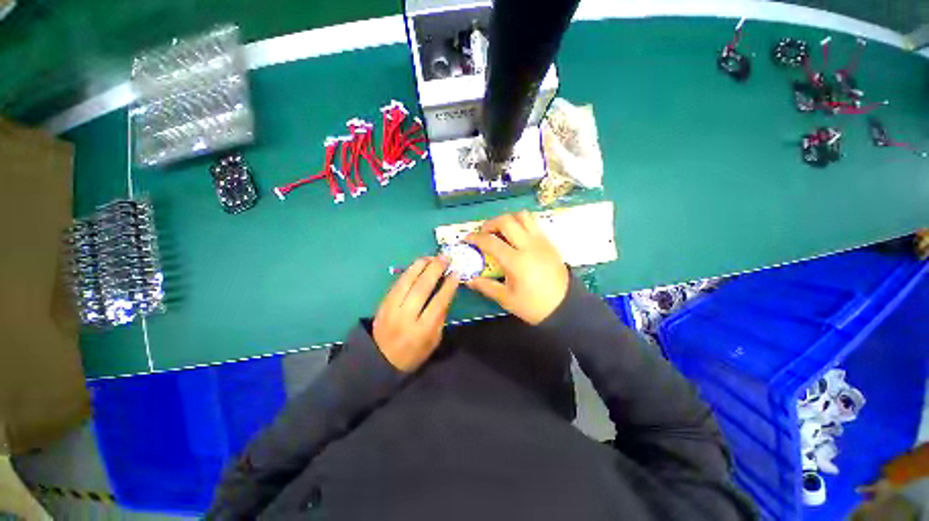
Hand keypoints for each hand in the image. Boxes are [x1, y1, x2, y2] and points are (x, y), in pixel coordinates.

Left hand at [373, 257, 459, 371]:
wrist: (380, 360)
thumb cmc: (414, 353)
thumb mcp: (434, 340)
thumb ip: (440, 317)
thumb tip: (445, 292)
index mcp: (421, 330)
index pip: (437, 303)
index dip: (448, 286)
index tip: (456, 273)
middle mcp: (405, 317)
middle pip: (421, 288)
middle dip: (434, 270)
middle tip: (445, 258)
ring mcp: (391, 309)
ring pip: (406, 282)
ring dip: (420, 266)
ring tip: (431, 257)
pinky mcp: (382, 303)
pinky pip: (397, 283)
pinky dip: (408, 272)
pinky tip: (417, 265)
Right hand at [465, 211, 568, 324]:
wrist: (565, 306)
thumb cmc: (534, 305)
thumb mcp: (507, 299)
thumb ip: (486, 286)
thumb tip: (469, 280)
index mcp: (516, 261)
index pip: (491, 242)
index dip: (475, 238)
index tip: (467, 239)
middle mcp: (529, 245)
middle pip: (506, 221)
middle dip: (490, 223)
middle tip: (484, 233)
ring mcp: (541, 241)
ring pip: (523, 216)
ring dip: (508, 219)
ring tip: (500, 231)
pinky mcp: (549, 242)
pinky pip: (533, 223)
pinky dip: (520, 223)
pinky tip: (516, 237)